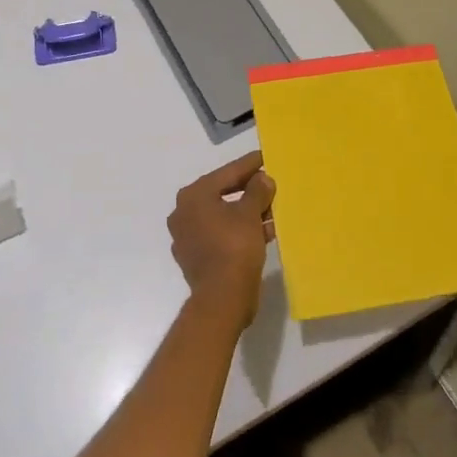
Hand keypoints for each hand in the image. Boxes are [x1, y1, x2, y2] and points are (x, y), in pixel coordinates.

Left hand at [167, 150, 275, 331]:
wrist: (222, 300)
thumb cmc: (234, 247)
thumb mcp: (250, 214)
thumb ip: (257, 191)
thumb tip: (262, 179)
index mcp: (194, 195)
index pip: (227, 173)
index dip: (249, 165)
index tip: (265, 157)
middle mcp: (184, 212)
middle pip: (222, 193)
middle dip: (249, 190)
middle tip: (270, 185)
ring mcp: (187, 236)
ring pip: (222, 215)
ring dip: (247, 212)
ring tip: (272, 212)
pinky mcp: (195, 257)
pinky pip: (220, 234)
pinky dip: (238, 230)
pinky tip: (262, 232)